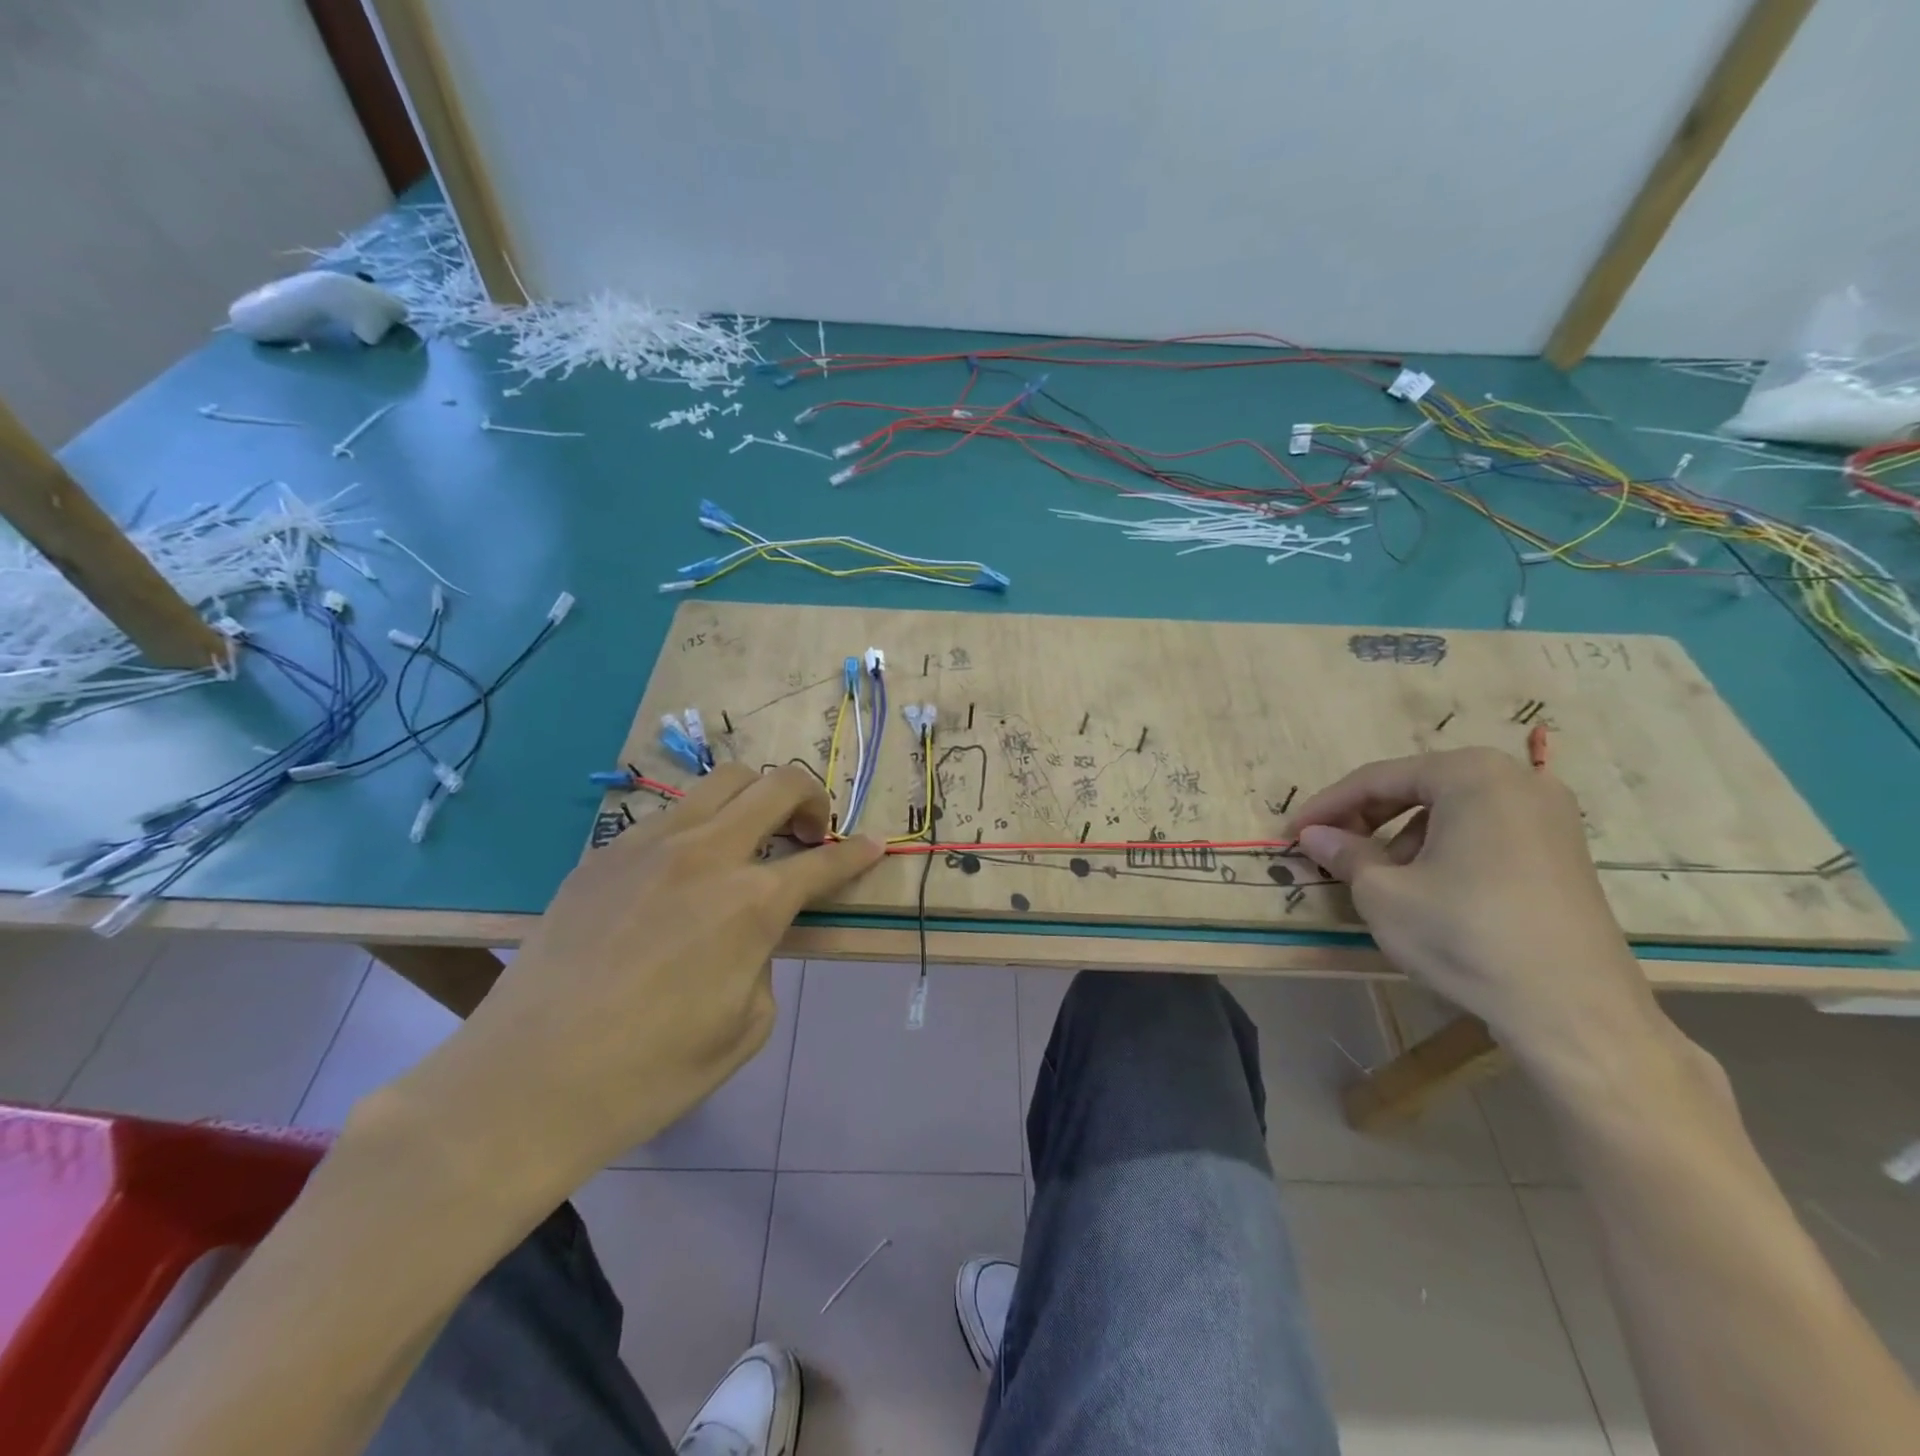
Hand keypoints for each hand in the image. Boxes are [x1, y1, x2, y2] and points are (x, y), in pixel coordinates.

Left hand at [386, 764, 880, 1186]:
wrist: (526, 1082)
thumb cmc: (650, 1072)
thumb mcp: (746, 1027)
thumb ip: (766, 958)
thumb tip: (754, 931)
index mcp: (752, 902)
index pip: (824, 861)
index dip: (857, 852)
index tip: (873, 845)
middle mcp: (707, 854)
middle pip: (777, 785)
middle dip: (812, 797)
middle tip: (811, 832)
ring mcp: (649, 844)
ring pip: (721, 781)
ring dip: (754, 797)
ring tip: (751, 836)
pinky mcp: (603, 853)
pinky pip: (668, 816)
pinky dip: (698, 827)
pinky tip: (683, 872)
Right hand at [1287, 747, 1661, 1074]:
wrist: (1575, 1013)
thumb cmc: (1466, 935)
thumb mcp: (1383, 893)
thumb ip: (1344, 853)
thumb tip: (1314, 835)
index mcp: (1471, 775)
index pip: (1377, 779)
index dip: (1326, 806)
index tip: (1292, 832)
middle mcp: (1517, 779)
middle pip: (1416, 786)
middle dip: (1365, 818)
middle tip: (1328, 849)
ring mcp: (1549, 814)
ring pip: (1449, 809)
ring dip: (1401, 834)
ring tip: (1376, 875)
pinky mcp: (1563, 850)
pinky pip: (1483, 830)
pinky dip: (1443, 847)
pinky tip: (1427, 885)